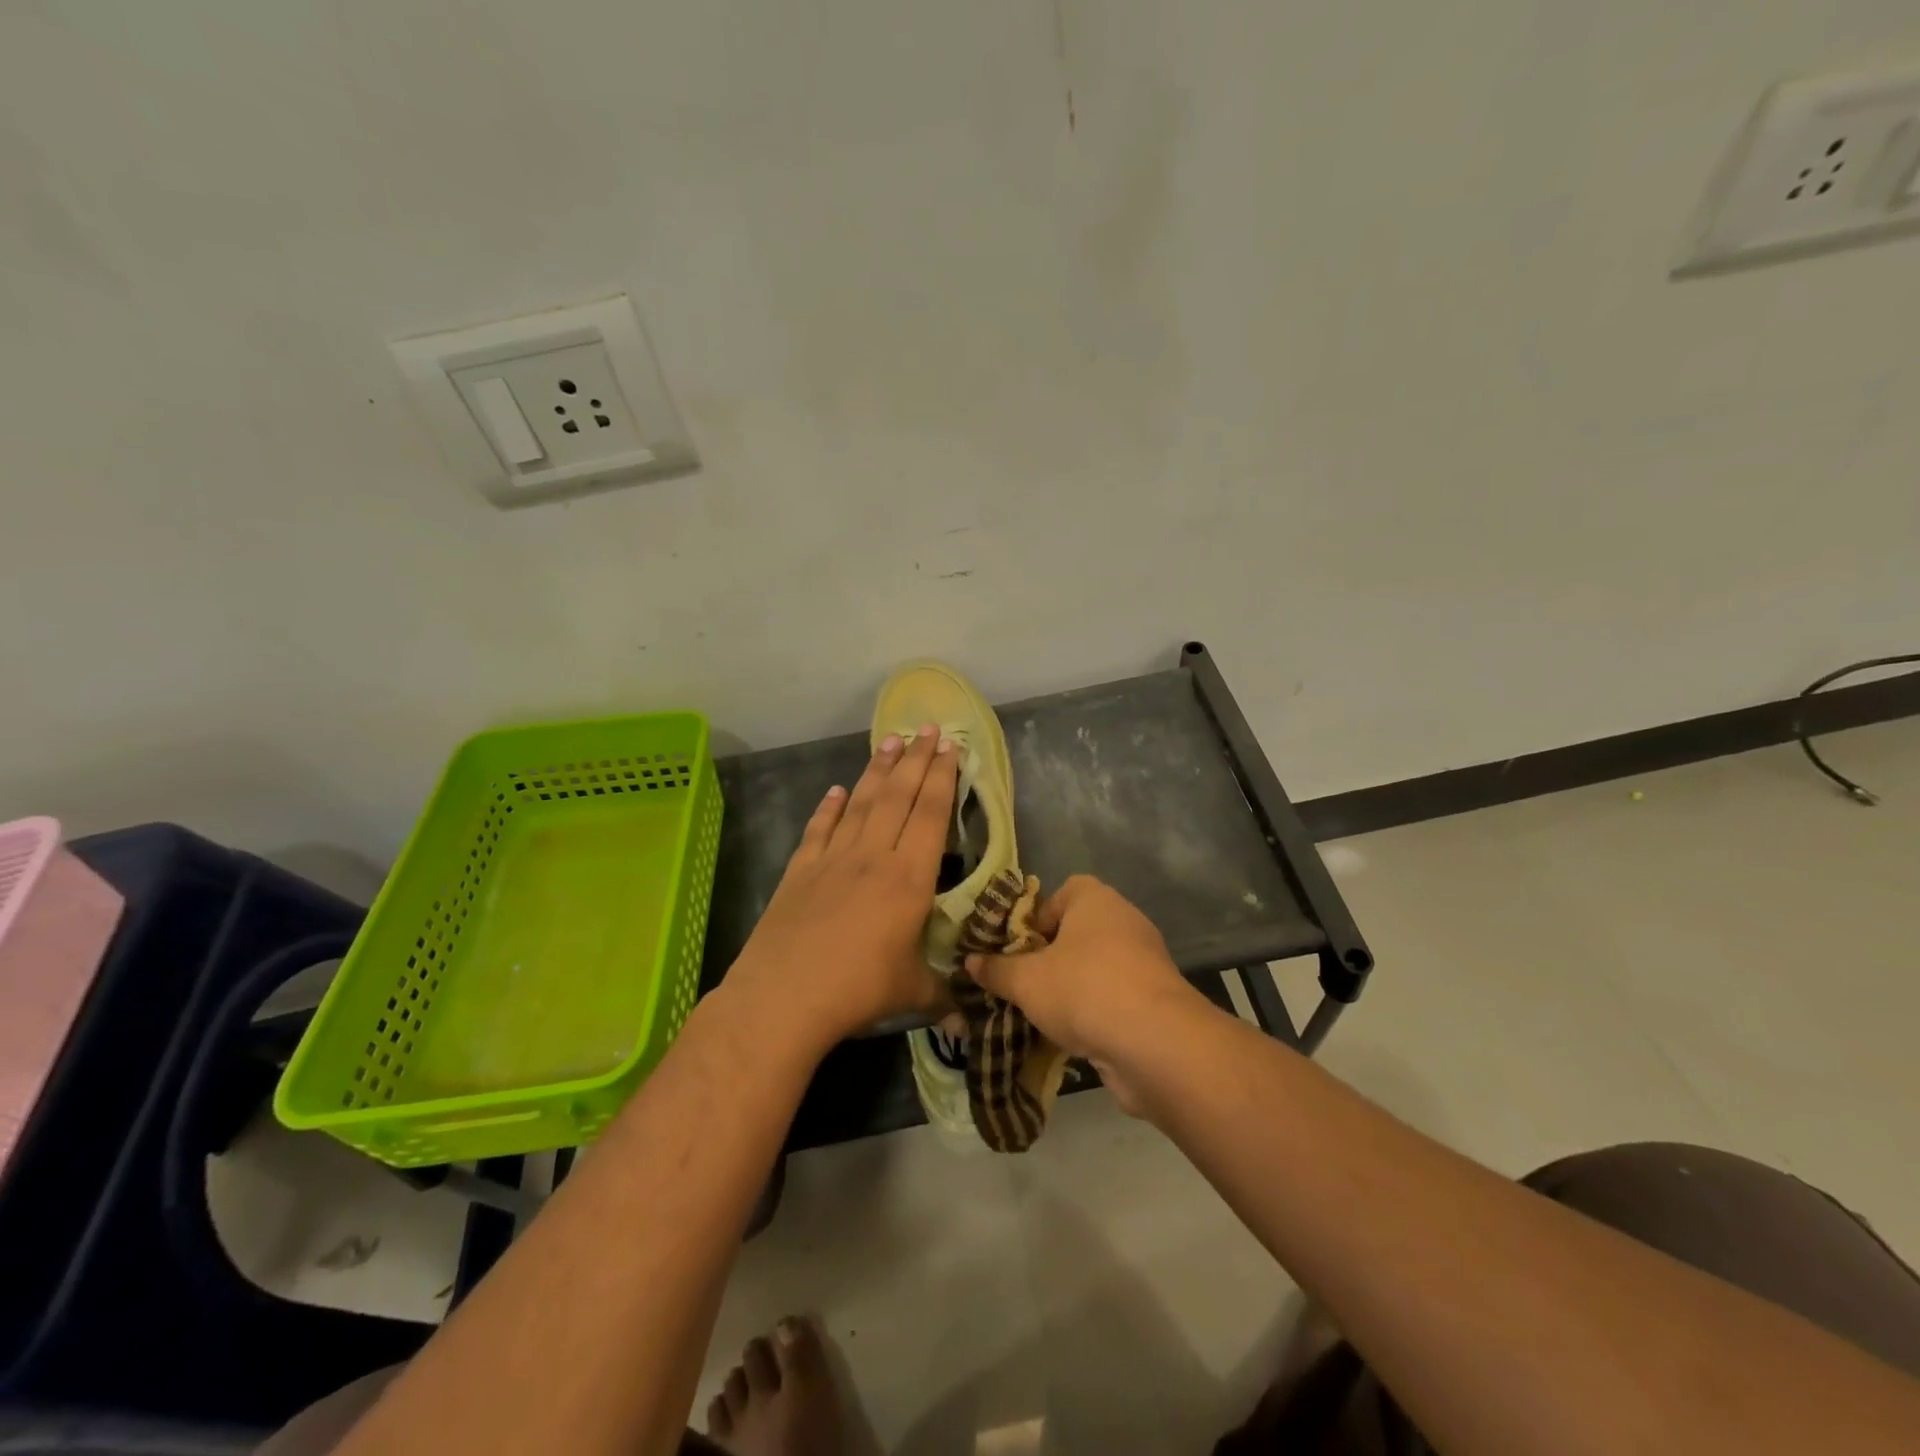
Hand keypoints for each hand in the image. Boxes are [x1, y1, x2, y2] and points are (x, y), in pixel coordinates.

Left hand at [724, 725, 958, 1051]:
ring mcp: (833, 859)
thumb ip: (944, 996)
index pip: (931, 814)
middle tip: (927, 728)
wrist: (784, 996)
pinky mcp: (800, 870)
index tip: (950, 747)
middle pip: (898, 796)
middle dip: (916, 759)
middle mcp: (873, 856)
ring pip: (860, 802)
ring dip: (877, 771)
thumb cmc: (858, 990)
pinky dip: (828, 807)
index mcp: (908, 878)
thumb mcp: (912, 993)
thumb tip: (971, 1020)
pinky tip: (834, 790)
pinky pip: (819, 829)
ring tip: (890, 741)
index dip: (942, 778)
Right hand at [965, 875, 1203, 1112]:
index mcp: (1095, 899)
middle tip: (1024, 984)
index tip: (1019, 948)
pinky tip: (1074, 1038)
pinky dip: (1095, 1013)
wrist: (1155, 1042)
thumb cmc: (1083, 989)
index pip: (1064, 892)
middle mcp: (1124, 920)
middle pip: (1078, 932)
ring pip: (1096, 968)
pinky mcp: (1156, 999)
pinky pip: (1115, 997)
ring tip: (1043, 1015)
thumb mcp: (1026, 981)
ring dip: (1072, 989)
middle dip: (1050, 958)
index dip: (1038, 917)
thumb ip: (997, 970)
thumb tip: (971, 962)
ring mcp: (1145, 960)